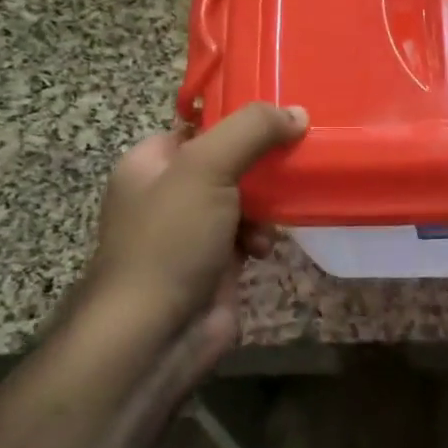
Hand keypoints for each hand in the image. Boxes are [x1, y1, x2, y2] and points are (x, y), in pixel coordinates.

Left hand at [86, 103, 307, 366]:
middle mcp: (168, 193)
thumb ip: (251, 131)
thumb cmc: (170, 240)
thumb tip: (297, 113)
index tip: (281, 115)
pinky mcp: (215, 263)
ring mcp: (192, 231)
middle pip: (227, 161)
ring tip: (277, 214)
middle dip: (261, 164)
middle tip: (296, 157)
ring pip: (243, 198)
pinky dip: (261, 237)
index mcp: (150, 163)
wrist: (154, 335)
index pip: (199, 126)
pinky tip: (265, 249)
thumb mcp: (206, 168)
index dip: (238, 119)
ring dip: (266, 204)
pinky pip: (248, 234)